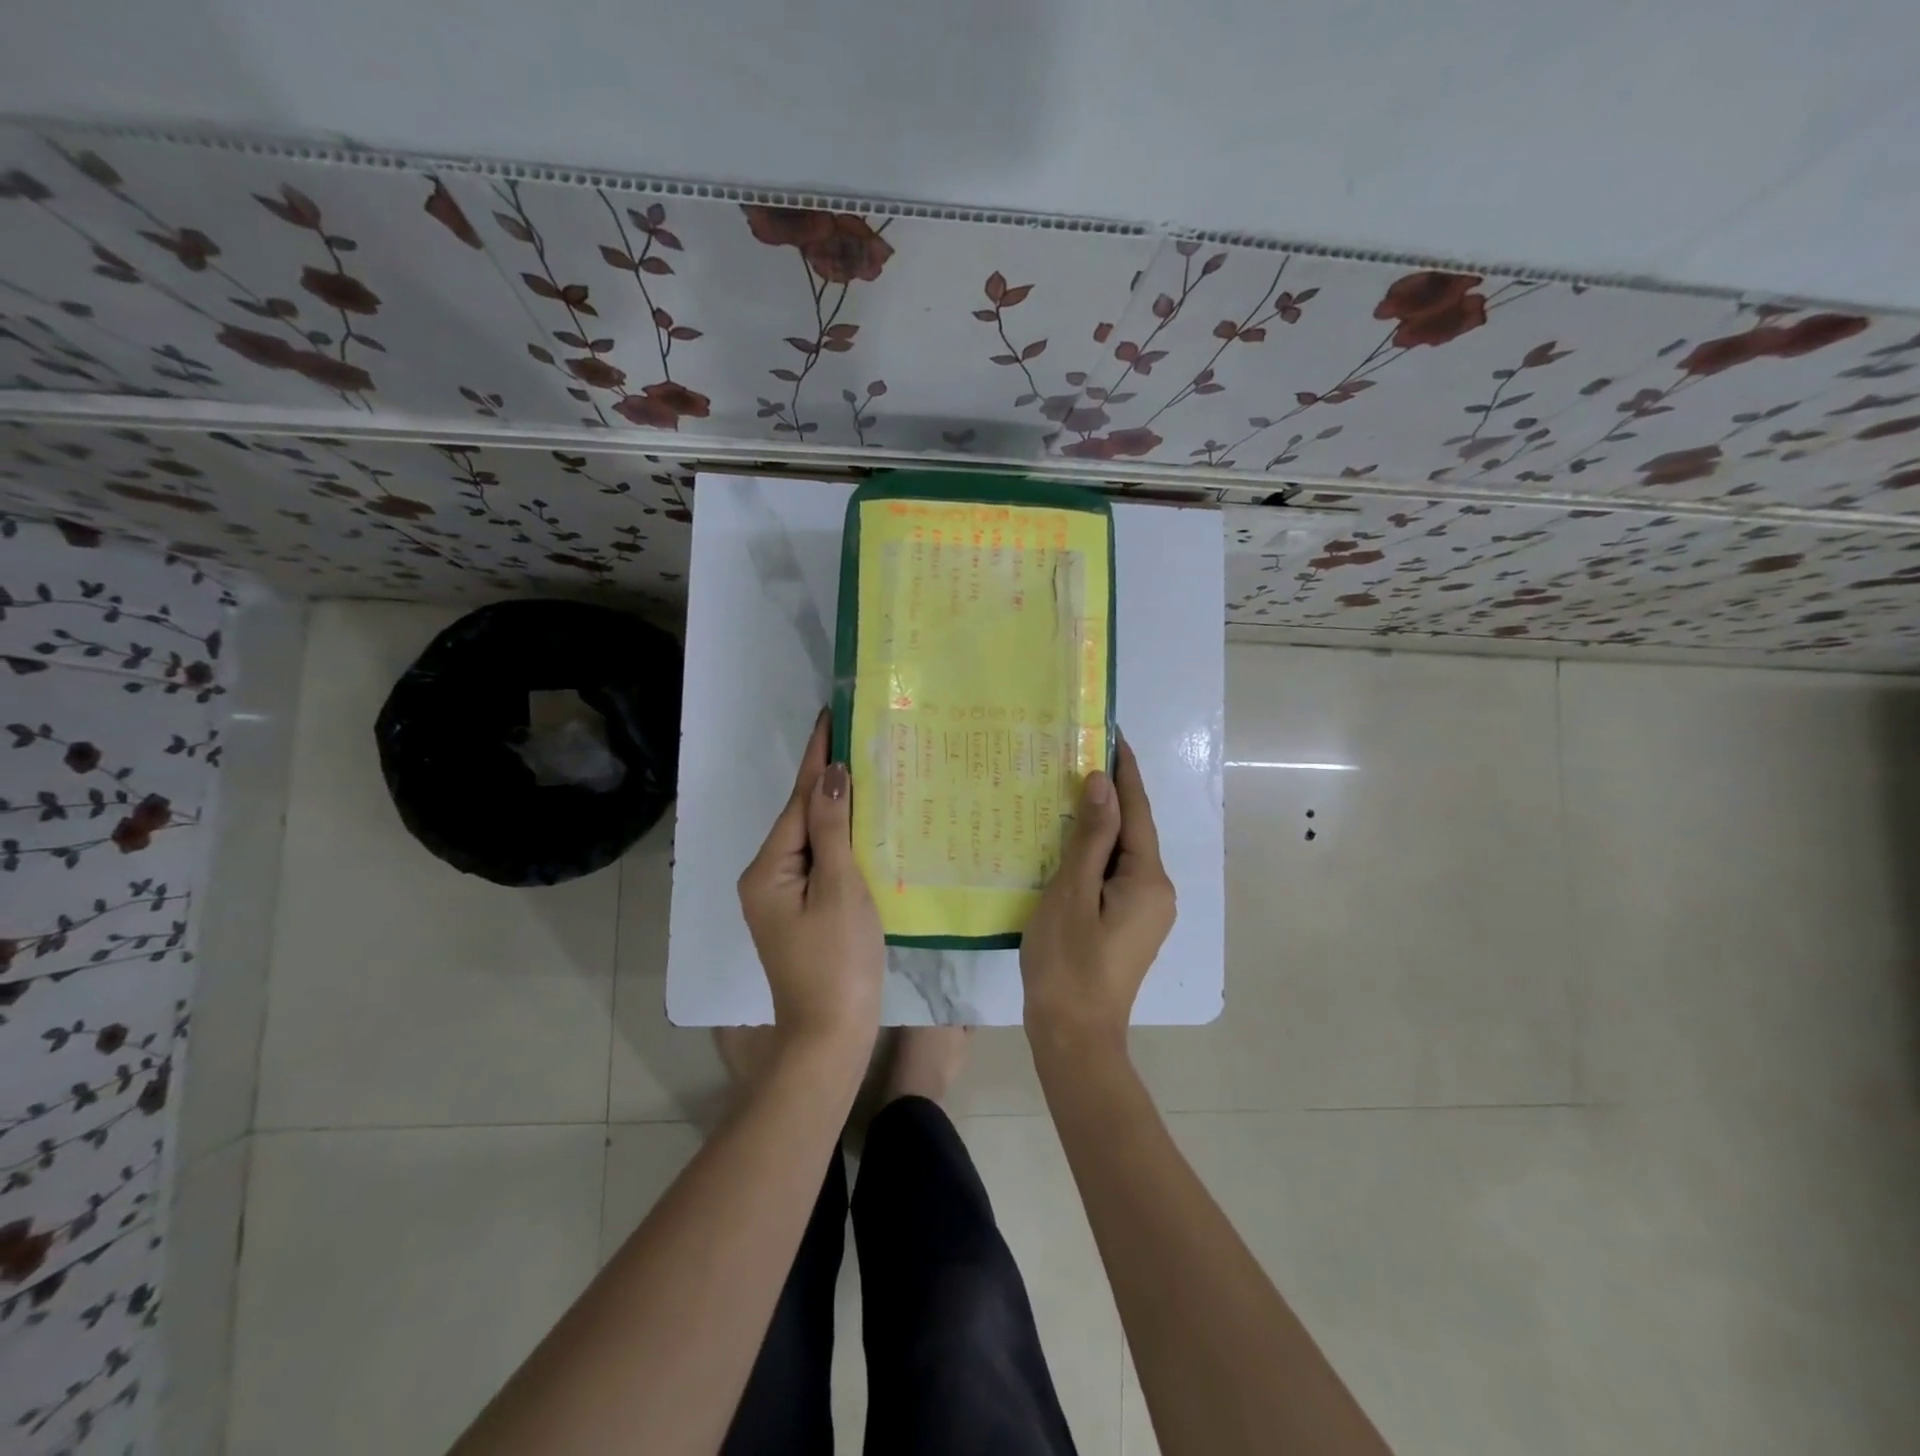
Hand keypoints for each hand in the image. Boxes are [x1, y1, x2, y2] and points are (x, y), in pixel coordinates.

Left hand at [737, 711, 884, 1056]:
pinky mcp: (802, 910)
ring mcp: (783, 896)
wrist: (831, 1035)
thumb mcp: (838, 889)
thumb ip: (833, 830)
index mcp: (769, 868)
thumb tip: (831, 774)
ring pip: (813, 838)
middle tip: (857, 736)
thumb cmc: (838, 961)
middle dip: (828, 778)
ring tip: (866, 768)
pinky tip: (864, 823)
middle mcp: (767, 876)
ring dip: (838, 807)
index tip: (830, 716)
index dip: (817, 757)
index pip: (799, 800)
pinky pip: (821, 861)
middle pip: (802, 817)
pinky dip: (842, 839)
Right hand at [1021, 738, 1176, 1052]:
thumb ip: (1091, 836)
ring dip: (1101, 823)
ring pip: (1123, 854)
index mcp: (1148, 879)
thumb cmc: (1068, 963)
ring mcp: (1147, 911)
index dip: (1125, 771)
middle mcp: (1158, 890)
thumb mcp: (1072, 893)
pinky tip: (1070, 842)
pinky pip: (1115, 874)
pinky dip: (1096, 853)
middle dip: (1111, 794)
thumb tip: (1103, 783)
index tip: (1113, 732)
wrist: (1074, 1037)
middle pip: (1134, 831)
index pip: (1138, 811)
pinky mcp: (1131, 925)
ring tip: (1069, 791)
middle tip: (1078, 756)